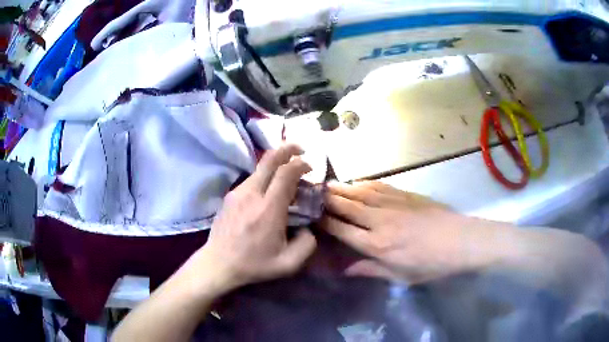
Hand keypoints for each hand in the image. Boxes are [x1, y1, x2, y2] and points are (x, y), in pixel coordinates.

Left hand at [197, 145, 316, 289]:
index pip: (286, 173)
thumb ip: (307, 245)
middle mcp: (251, 194)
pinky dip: (264, 176)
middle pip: (269, 159)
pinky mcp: (229, 196)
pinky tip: (268, 190)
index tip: (310, 167)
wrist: (218, 263)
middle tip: (300, 149)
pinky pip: (251, 179)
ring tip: (286, 175)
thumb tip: (309, 228)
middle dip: (287, 148)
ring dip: (276, 164)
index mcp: (268, 209)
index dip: (301, 164)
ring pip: (259, 168)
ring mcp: (237, 193)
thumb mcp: (288, 264)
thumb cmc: (253, 264)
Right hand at [320, 181, 481, 284]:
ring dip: (342, 188)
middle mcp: (379, 221)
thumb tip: (343, 270)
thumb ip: (369, 270)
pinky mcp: (405, 195)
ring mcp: (393, 205)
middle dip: (327, 199)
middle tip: (311, 192)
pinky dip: (364, 184)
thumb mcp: (399, 276)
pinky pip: (379, 186)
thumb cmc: (431, 264)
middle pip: (347, 207)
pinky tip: (357, 182)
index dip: (324, 221)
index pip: (341, 230)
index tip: (310, 215)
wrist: (460, 241)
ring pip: (360, 193)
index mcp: (376, 244)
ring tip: (326, 184)